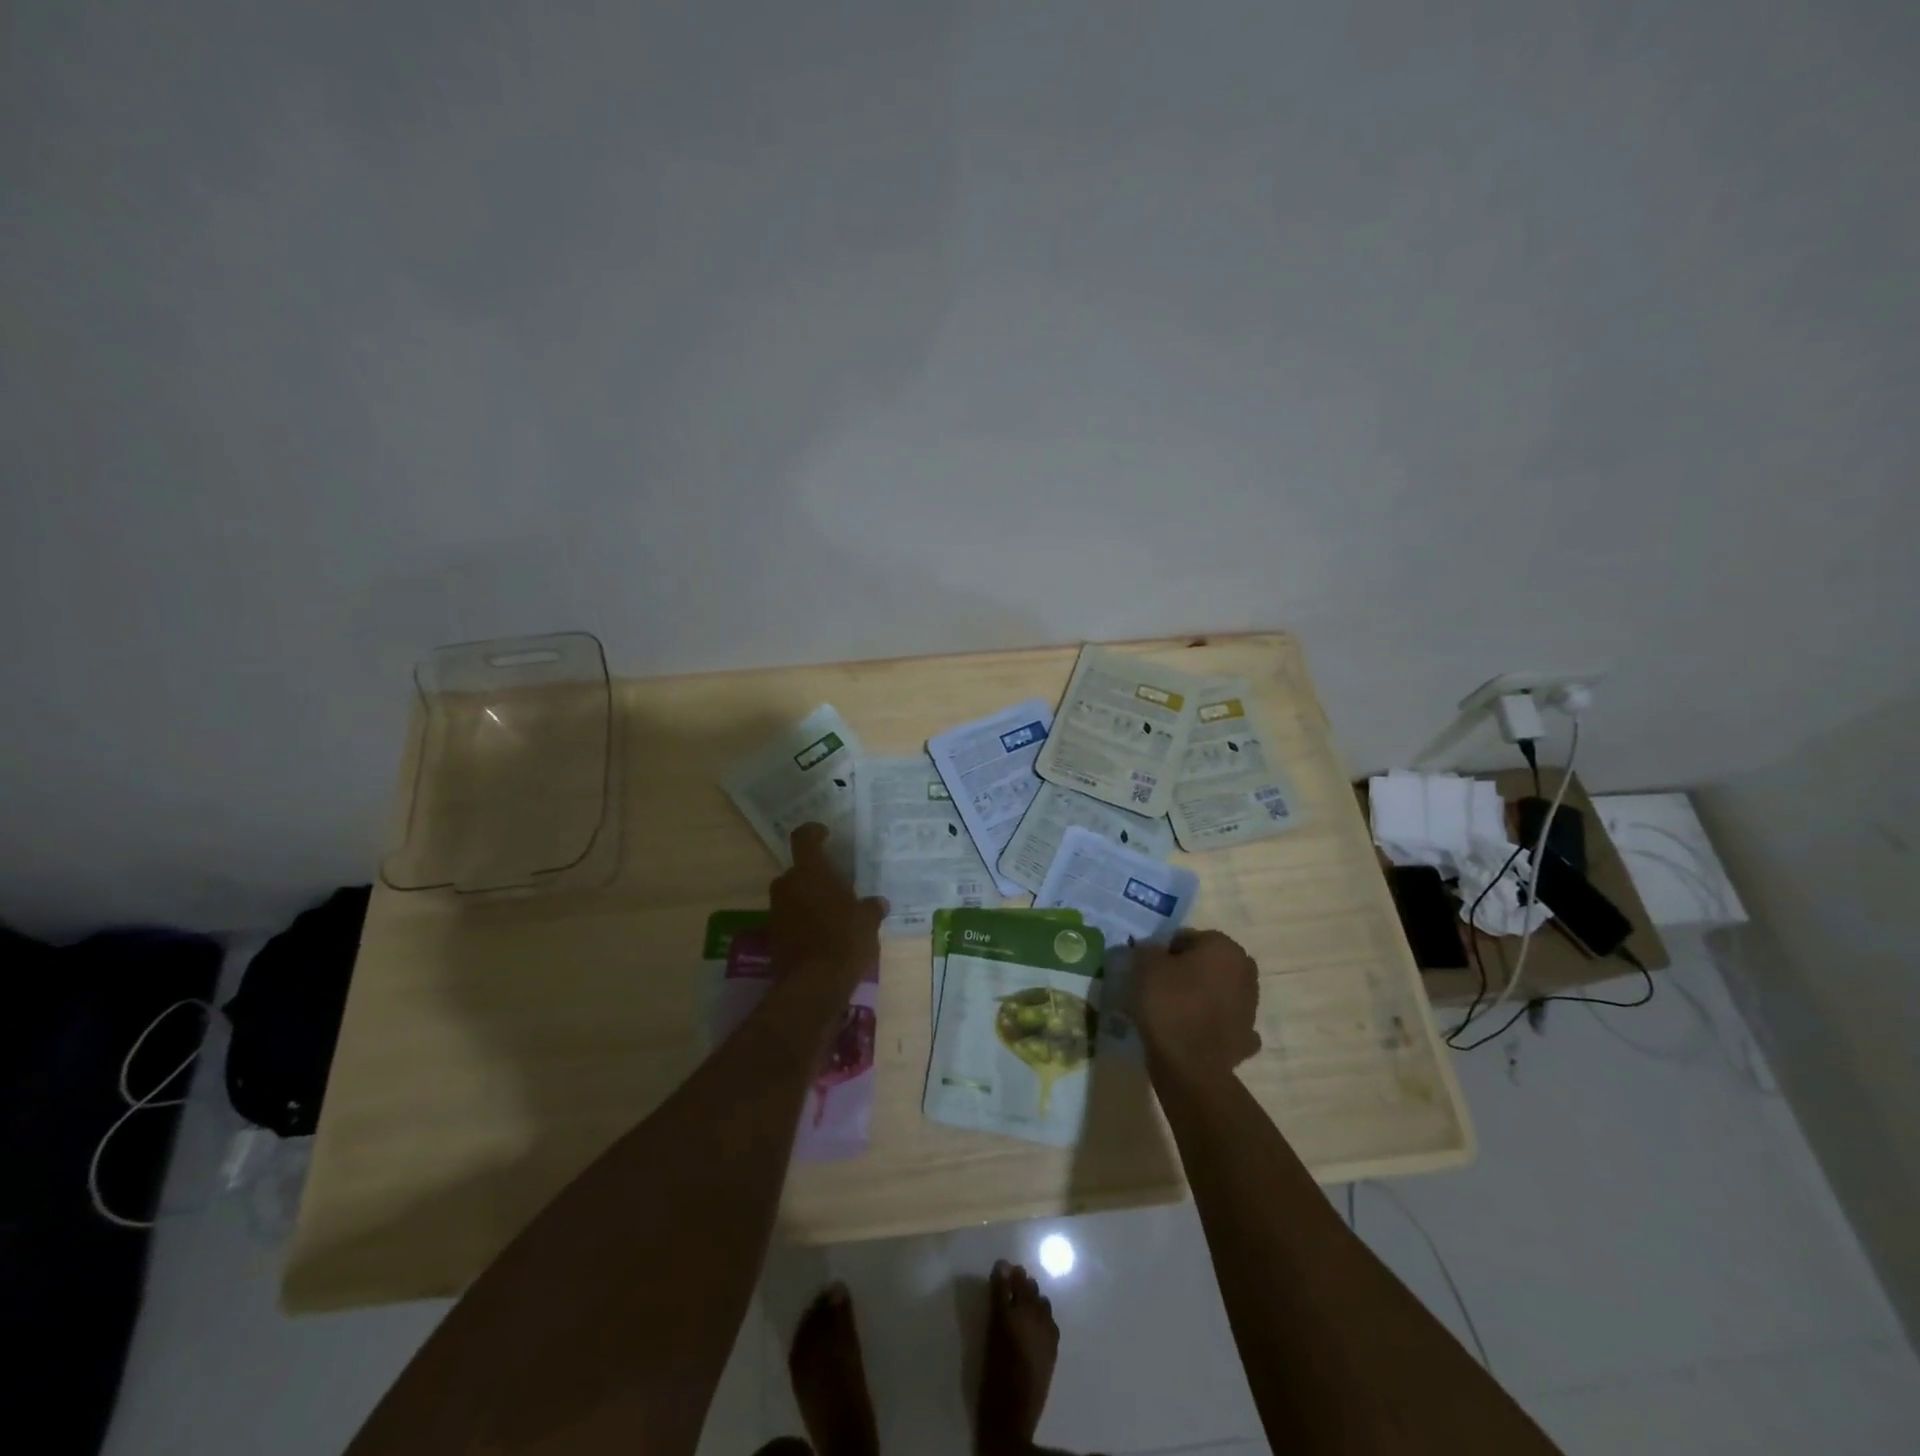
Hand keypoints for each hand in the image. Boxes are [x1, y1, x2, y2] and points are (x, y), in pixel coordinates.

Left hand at [768, 823, 886, 986]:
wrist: (814, 985)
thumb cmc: (845, 939)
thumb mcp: (868, 921)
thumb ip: (871, 908)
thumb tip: (878, 903)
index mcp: (811, 871)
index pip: (804, 838)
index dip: (814, 832)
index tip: (825, 834)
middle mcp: (788, 885)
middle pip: (798, 870)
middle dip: (814, 876)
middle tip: (836, 887)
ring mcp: (776, 911)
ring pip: (792, 895)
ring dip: (807, 900)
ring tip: (832, 914)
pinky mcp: (773, 937)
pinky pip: (789, 919)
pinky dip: (802, 922)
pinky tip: (822, 936)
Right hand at [1133, 929, 1261, 1081]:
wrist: (1190, 1065)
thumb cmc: (1168, 1004)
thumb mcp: (1145, 964)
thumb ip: (1149, 949)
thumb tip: (1154, 952)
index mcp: (1225, 948)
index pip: (1189, 938)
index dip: (1166, 951)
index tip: (1150, 967)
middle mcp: (1245, 972)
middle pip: (1209, 963)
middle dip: (1189, 971)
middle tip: (1161, 986)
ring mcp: (1251, 1007)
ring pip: (1219, 992)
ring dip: (1203, 996)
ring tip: (1174, 1011)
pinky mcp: (1247, 1038)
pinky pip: (1225, 1023)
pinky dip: (1213, 1025)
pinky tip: (1194, 1032)